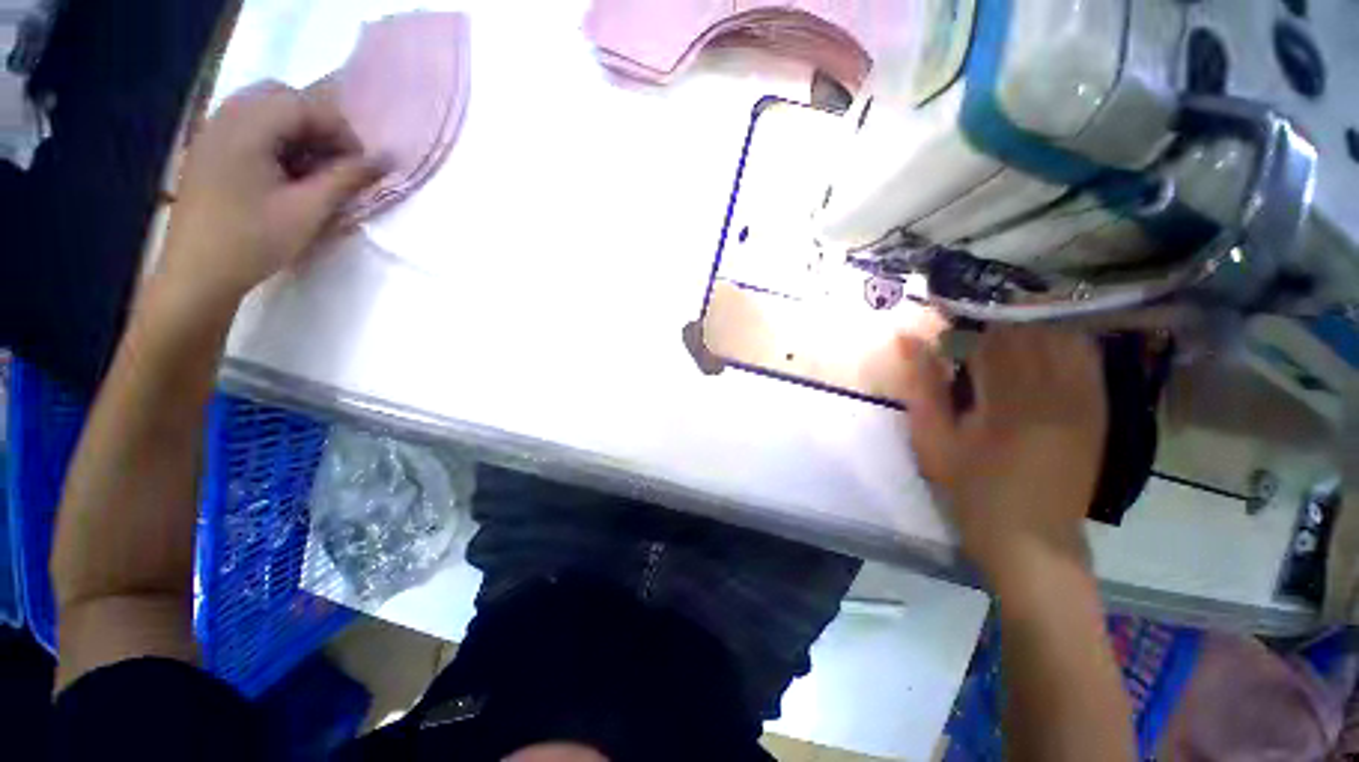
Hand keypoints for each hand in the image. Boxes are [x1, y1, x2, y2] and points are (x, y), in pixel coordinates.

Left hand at [157, 80, 384, 310]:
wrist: (197, 274)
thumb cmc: (253, 241)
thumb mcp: (308, 211)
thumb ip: (347, 179)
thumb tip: (385, 160)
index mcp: (246, 129)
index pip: (304, 105)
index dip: (340, 131)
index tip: (359, 166)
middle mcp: (225, 119)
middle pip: (282, 98)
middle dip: (318, 126)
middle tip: (336, 163)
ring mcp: (212, 133)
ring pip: (265, 111)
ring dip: (297, 133)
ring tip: (313, 171)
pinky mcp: (208, 150)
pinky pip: (248, 126)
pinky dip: (275, 140)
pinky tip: (285, 173)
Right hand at [896, 326, 1107, 584]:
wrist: (1033, 540)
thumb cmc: (971, 491)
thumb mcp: (933, 440)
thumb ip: (922, 385)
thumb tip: (908, 339)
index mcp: (1007, 399)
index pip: (989, 335)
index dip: (962, 325)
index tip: (944, 331)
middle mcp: (1053, 390)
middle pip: (1027, 329)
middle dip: (992, 324)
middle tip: (968, 337)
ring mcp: (1083, 397)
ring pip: (1060, 334)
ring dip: (1026, 329)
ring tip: (1000, 341)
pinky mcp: (1098, 408)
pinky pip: (1086, 355)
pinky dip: (1059, 342)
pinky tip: (1037, 351)